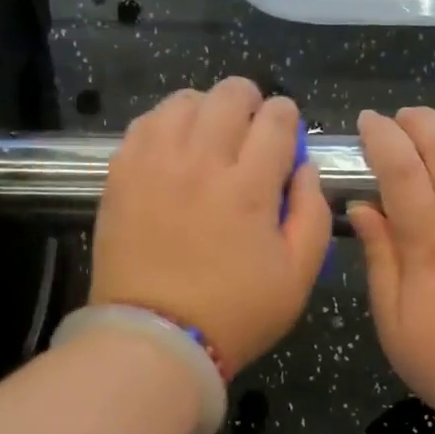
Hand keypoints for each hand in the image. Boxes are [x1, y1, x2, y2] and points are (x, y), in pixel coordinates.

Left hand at [91, 78, 332, 373]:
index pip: (276, 119)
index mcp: (250, 187)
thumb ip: (313, 214)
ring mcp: (155, 164)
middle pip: (229, 95)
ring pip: (184, 101)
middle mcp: (202, 162)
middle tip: (251, 127)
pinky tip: (173, 146)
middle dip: (250, 101)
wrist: (156, 338)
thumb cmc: (235, 314)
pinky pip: (145, 124)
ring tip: (209, 133)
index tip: (285, 133)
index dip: (287, 116)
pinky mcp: (121, 175)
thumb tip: (305, 167)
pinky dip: (165, 124)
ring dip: (206, 108)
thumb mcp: (298, 276)